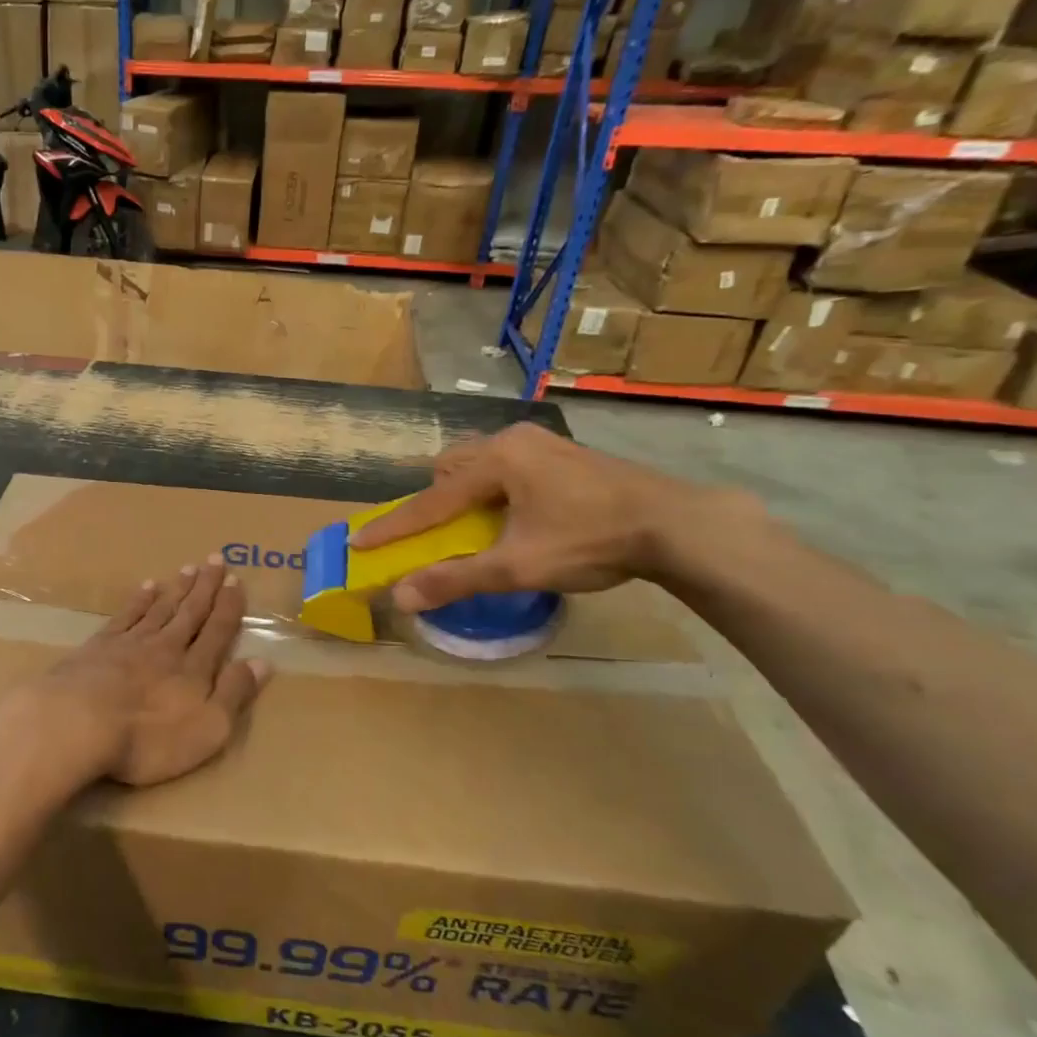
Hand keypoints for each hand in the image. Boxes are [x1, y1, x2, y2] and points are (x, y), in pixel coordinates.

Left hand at [30, 559, 270, 787]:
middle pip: (190, 612)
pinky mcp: (99, 647)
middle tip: (215, 559)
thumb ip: (234, 693)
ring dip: (176, 589)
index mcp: (194, 668)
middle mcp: (166, 647)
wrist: (78, 722)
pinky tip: (146, 588)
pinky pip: (126, 616)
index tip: (236, 580)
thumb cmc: (149, 737)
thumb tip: (263, 662)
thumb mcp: (208, 728)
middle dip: (205, 587)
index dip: (228, 606)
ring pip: (160, 608)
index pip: (217, 630)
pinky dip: (139, 601)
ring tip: (187, 568)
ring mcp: (130, 643)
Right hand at [350, 423, 759, 610]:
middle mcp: (513, 440)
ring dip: (467, 493)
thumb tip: (401, 596)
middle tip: (440, 533)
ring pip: (481, 463)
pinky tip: (518, 515)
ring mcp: (542, 443)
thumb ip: (456, 579)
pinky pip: (508, 466)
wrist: (678, 525)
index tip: (358, 543)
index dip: (393, 527)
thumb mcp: (518, 566)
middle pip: (452, 468)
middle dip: (436, 500)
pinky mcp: (564, 453)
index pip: (429, 500)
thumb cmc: (591, 540)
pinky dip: (495, 490)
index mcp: (496, 460)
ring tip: (479, 526)